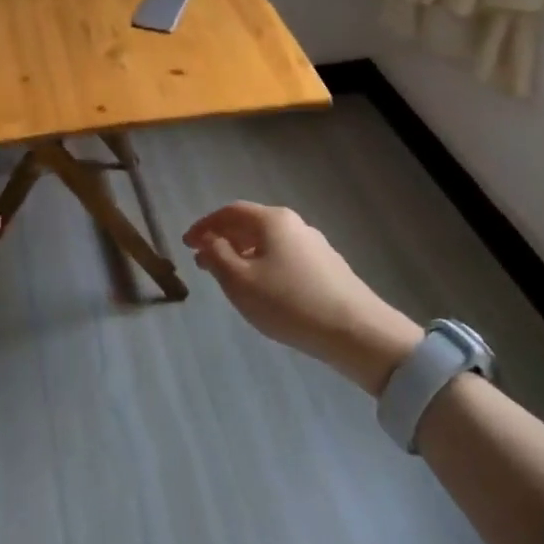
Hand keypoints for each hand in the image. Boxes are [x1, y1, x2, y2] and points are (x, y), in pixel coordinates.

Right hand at [183, 202, 421, 395]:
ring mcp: (315, 245)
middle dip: (223, 240)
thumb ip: (217, 256)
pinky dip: (264, 265)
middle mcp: (295, 224)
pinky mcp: (328, 268)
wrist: (356, 331)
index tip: (187, 244)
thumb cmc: (289, 303)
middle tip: (203, 261)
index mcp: (272, 220)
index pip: (230, 212)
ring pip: (269, 242)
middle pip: (251, 224)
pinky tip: (263, 289)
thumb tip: (208, 241)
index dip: (204, 225)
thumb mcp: (240, 281)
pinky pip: (285, 257)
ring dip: (243, 254)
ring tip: (229, 278)